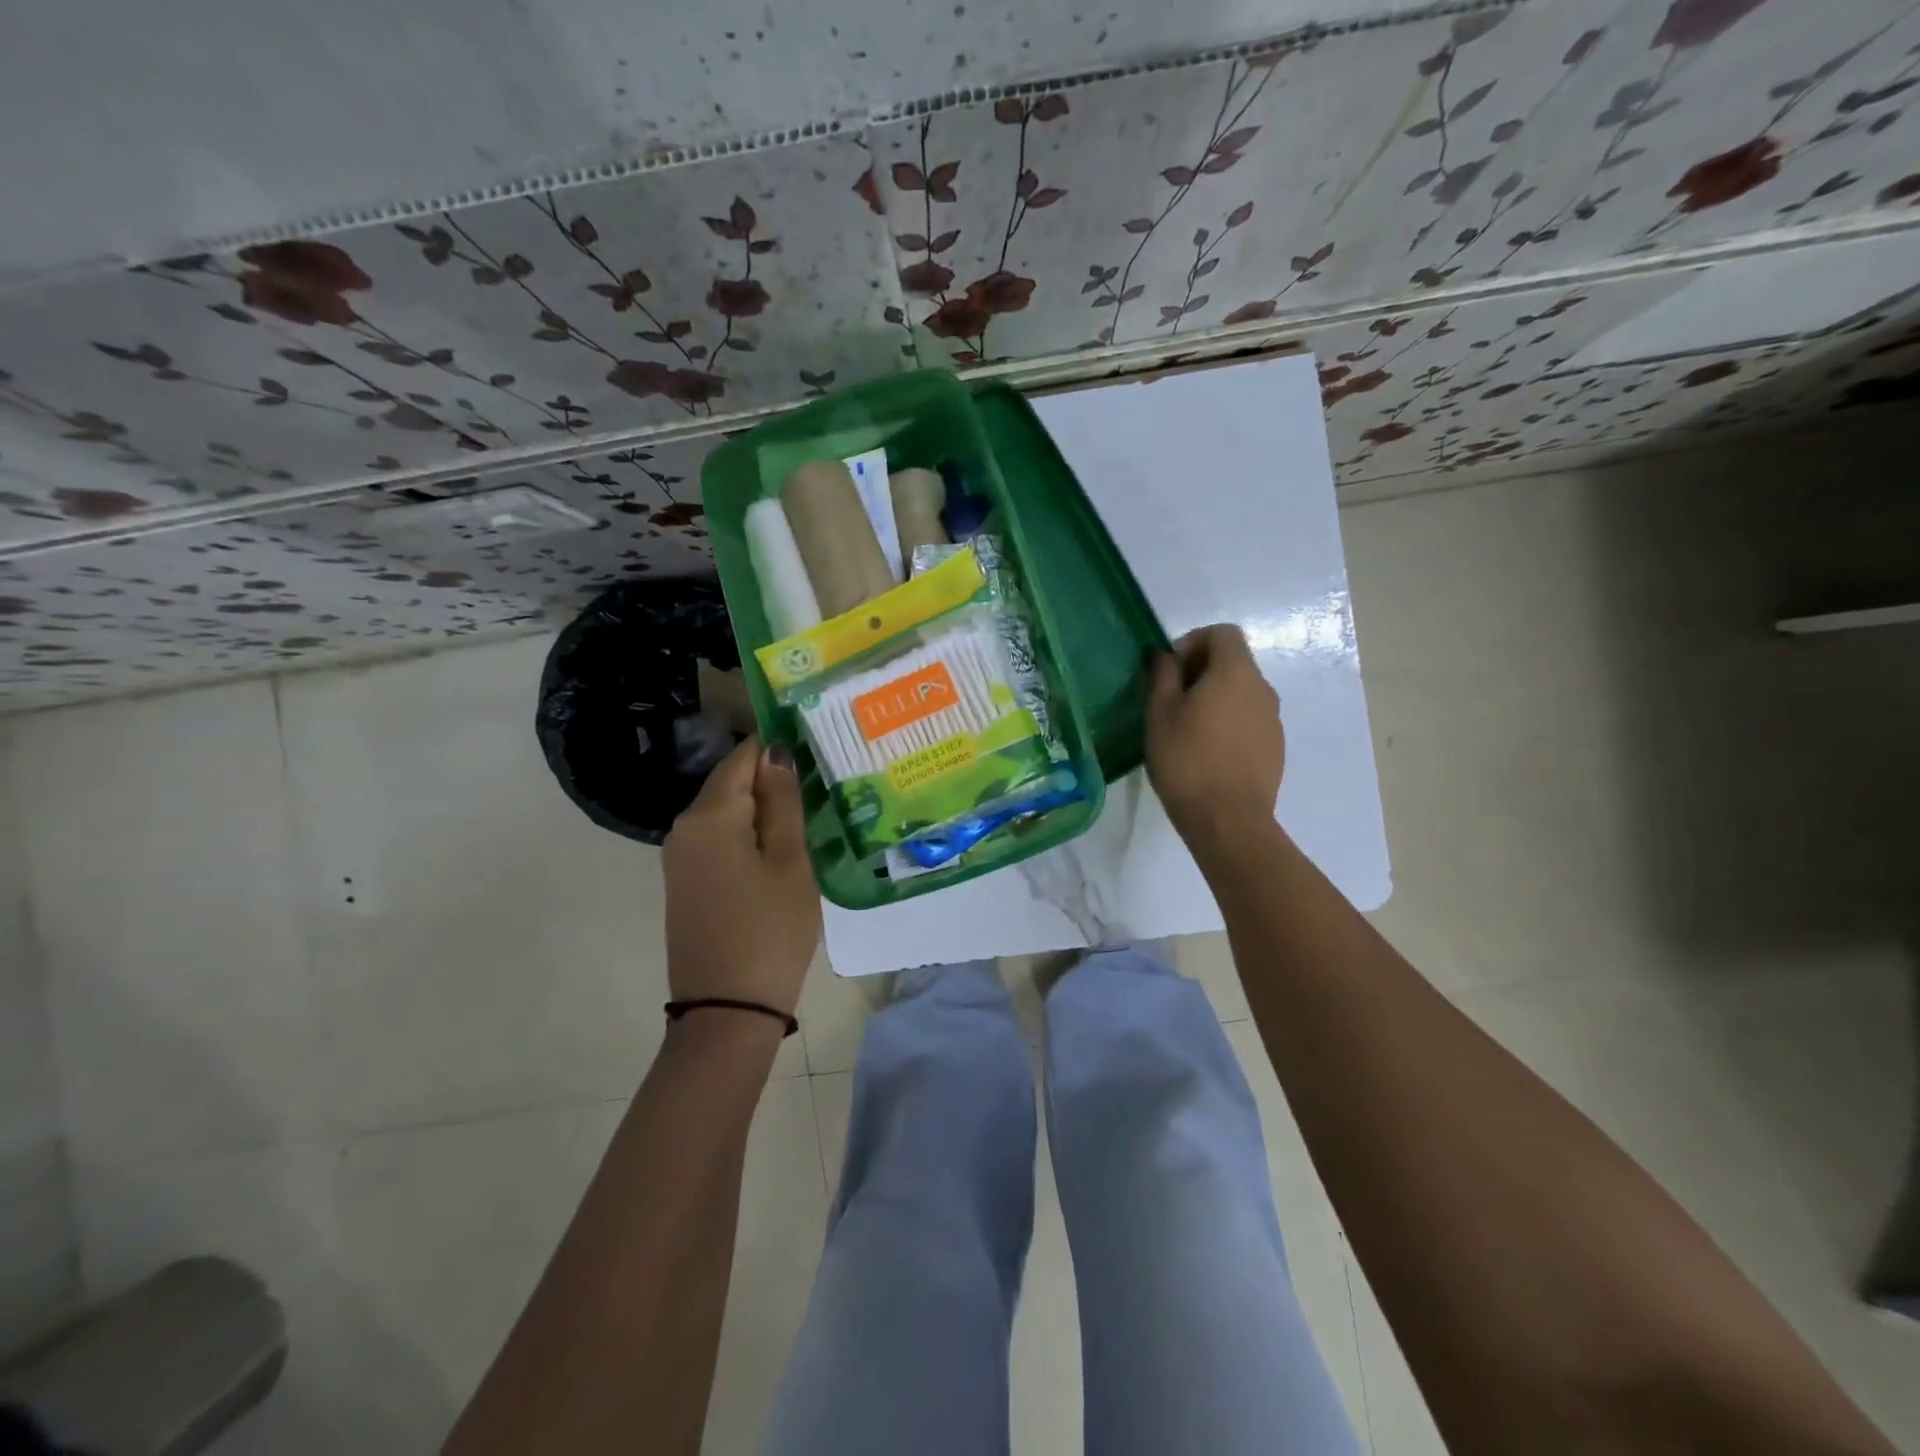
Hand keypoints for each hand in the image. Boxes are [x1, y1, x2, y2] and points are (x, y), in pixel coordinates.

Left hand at [663, 737, 820, 1015]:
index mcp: (709, 815)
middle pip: (732, 782)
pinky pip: (719, 839)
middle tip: (823, 783)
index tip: (816, 746)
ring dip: (765, 809)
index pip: (744, 756)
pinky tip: (782, 846)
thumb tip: (776, 750)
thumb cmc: (770, 930)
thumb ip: (784, 802)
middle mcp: (684, 827)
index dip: (778, 746)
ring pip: (727, 812)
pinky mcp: (686, 882)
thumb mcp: (790, 863)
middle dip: (773, 778)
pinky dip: (749, 834)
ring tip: (811, 812)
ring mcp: (680, 857)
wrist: (727, 1010)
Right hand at [1145, 624, 1284, 851]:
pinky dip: (1227, 722)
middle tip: (1169, 700)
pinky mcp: (1275, 747)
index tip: (1168, 670)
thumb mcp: (1159, 713)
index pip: (1222, 633)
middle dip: (1200, 671)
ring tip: (1185, 729)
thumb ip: (1162, 674)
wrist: (1228, 820)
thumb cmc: (1187, 759)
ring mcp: (1273, 720)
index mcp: (1236, 672)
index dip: (1192, 642)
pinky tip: (1205, 752)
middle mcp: (1262, 688)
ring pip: (1240, 693)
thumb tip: (1164, 655)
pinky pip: (1248, 720)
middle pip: (1233, 662)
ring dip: (1214, 698)